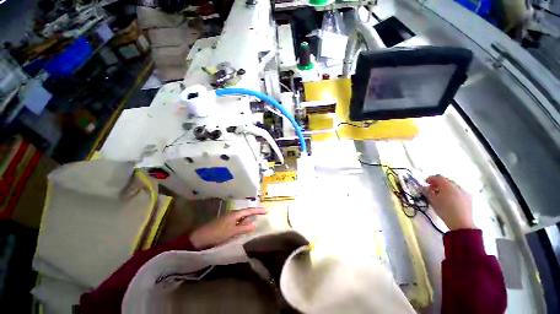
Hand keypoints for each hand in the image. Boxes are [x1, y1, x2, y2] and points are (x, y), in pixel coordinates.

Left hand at [189, 207, 266, 249]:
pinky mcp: (226, 222)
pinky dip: (243, 221)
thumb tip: (254, 224)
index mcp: (235, 214)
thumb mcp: (231, 232)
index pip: (249, 210)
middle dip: (254, 212)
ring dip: (249, 217)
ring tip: (256, 219)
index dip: (258, 210)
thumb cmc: (216, 234)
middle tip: (263, 213)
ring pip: (242, 216)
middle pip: (246, 211)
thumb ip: (243, 228)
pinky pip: (237, 220)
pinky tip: (244, 225)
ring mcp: (228, 217)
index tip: (266, 211)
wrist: (200, 237)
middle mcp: (233, 213)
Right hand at [422, 175, 475, 230]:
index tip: (425, 182)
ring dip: (446, 188)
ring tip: (441, 195)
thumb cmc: (444, 210)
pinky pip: (459, 191)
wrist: (461, 223)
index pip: (437, 177)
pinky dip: (453, 192)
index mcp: (447, 185)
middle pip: (446, 180)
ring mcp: (464, 192)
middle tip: (432, 188)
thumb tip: (424, 187)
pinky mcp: (469, 198)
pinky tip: (450, 199)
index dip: (430, 178)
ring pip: (453, 186)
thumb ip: (427, 192)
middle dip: (438, 183)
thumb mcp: (432, 201)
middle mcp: (457, 186)